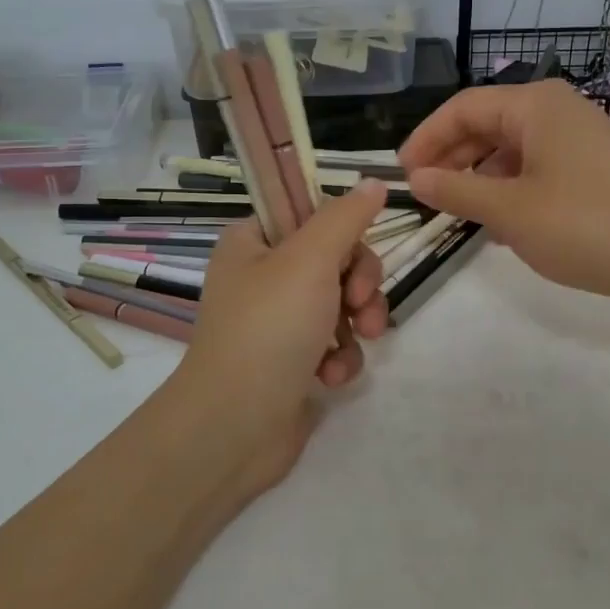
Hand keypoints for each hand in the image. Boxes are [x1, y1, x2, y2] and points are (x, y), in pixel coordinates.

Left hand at [167, 179, 391, 492]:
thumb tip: (375, 181)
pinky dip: (340, 357)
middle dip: (359, 284)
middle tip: (358, 306)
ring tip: (354, 345)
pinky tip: (331, 377)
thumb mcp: (310, 259)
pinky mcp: (293, 361)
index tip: (353, 254)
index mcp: (253, 242)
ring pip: (342, 303)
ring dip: (357, 323)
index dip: (342, 232)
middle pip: (335, 259)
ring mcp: (277, 322)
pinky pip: (335, 343)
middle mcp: (263, 277)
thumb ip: (346, 217)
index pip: (311, 214)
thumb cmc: (269, 329)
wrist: (234, 427)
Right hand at [399, 80, 609, 303]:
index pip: (463, 108)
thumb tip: (416, 179)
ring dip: (479, 176)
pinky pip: (535, 166)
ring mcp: (578, 138)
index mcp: (534, 104)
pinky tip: (500, 222)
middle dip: (452, 158)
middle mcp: (556, 110)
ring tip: (459, 212)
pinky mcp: (591, 167)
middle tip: (425, 195)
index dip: (427, 138)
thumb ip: (456, 190)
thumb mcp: (509, 211)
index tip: (402, 174)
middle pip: (487, 124)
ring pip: (510, 148)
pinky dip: (509, 188)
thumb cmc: (582, 225)